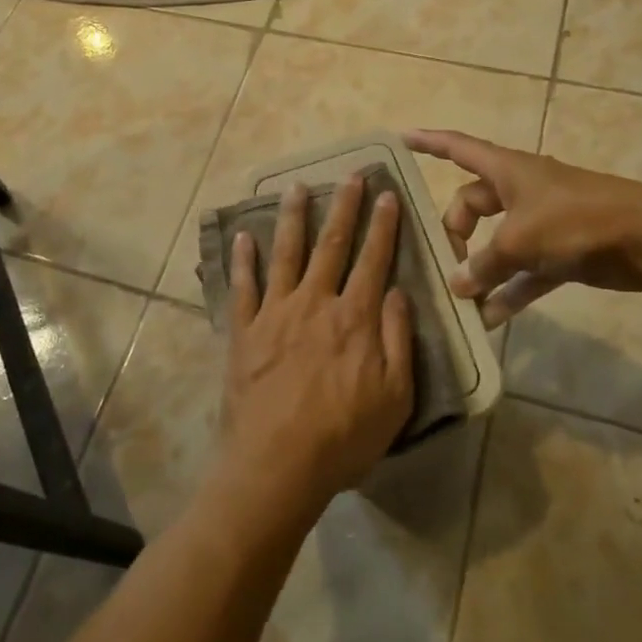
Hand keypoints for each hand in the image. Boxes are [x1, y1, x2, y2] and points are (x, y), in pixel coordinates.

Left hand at [218, 176, 414, 517]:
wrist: (276, 466)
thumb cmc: (343, 437)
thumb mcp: (394, 396)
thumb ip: (397, 339)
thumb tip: (398, 291)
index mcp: (354, 318)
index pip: (373, 259)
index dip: (382, 225)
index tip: (387, 194)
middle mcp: (315, 303)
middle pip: (331, 244)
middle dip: (343, 207)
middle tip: (350, 175)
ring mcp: (275, 313)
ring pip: (285, 253)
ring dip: (292, 217)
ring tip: (296, 187)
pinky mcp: (244, 331)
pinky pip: (243, 286)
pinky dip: (243, 260)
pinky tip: (243, 236)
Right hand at [404, 129, 641, 325]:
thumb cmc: (573, 220)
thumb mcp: (520, 240)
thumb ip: (485, 263)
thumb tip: (458, 285)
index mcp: (507, 170)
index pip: (458, 148)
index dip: (429, 142)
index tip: (402, 137)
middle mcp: (520, 190)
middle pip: (473, 204)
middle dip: (455, 232)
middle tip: (445, 264)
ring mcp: (542, 221)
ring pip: (499, 243)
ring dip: (482, 269)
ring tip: (460, 300)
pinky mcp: (561, 251)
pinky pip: (524, 270)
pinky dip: (509, 290)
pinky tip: (491, 318)